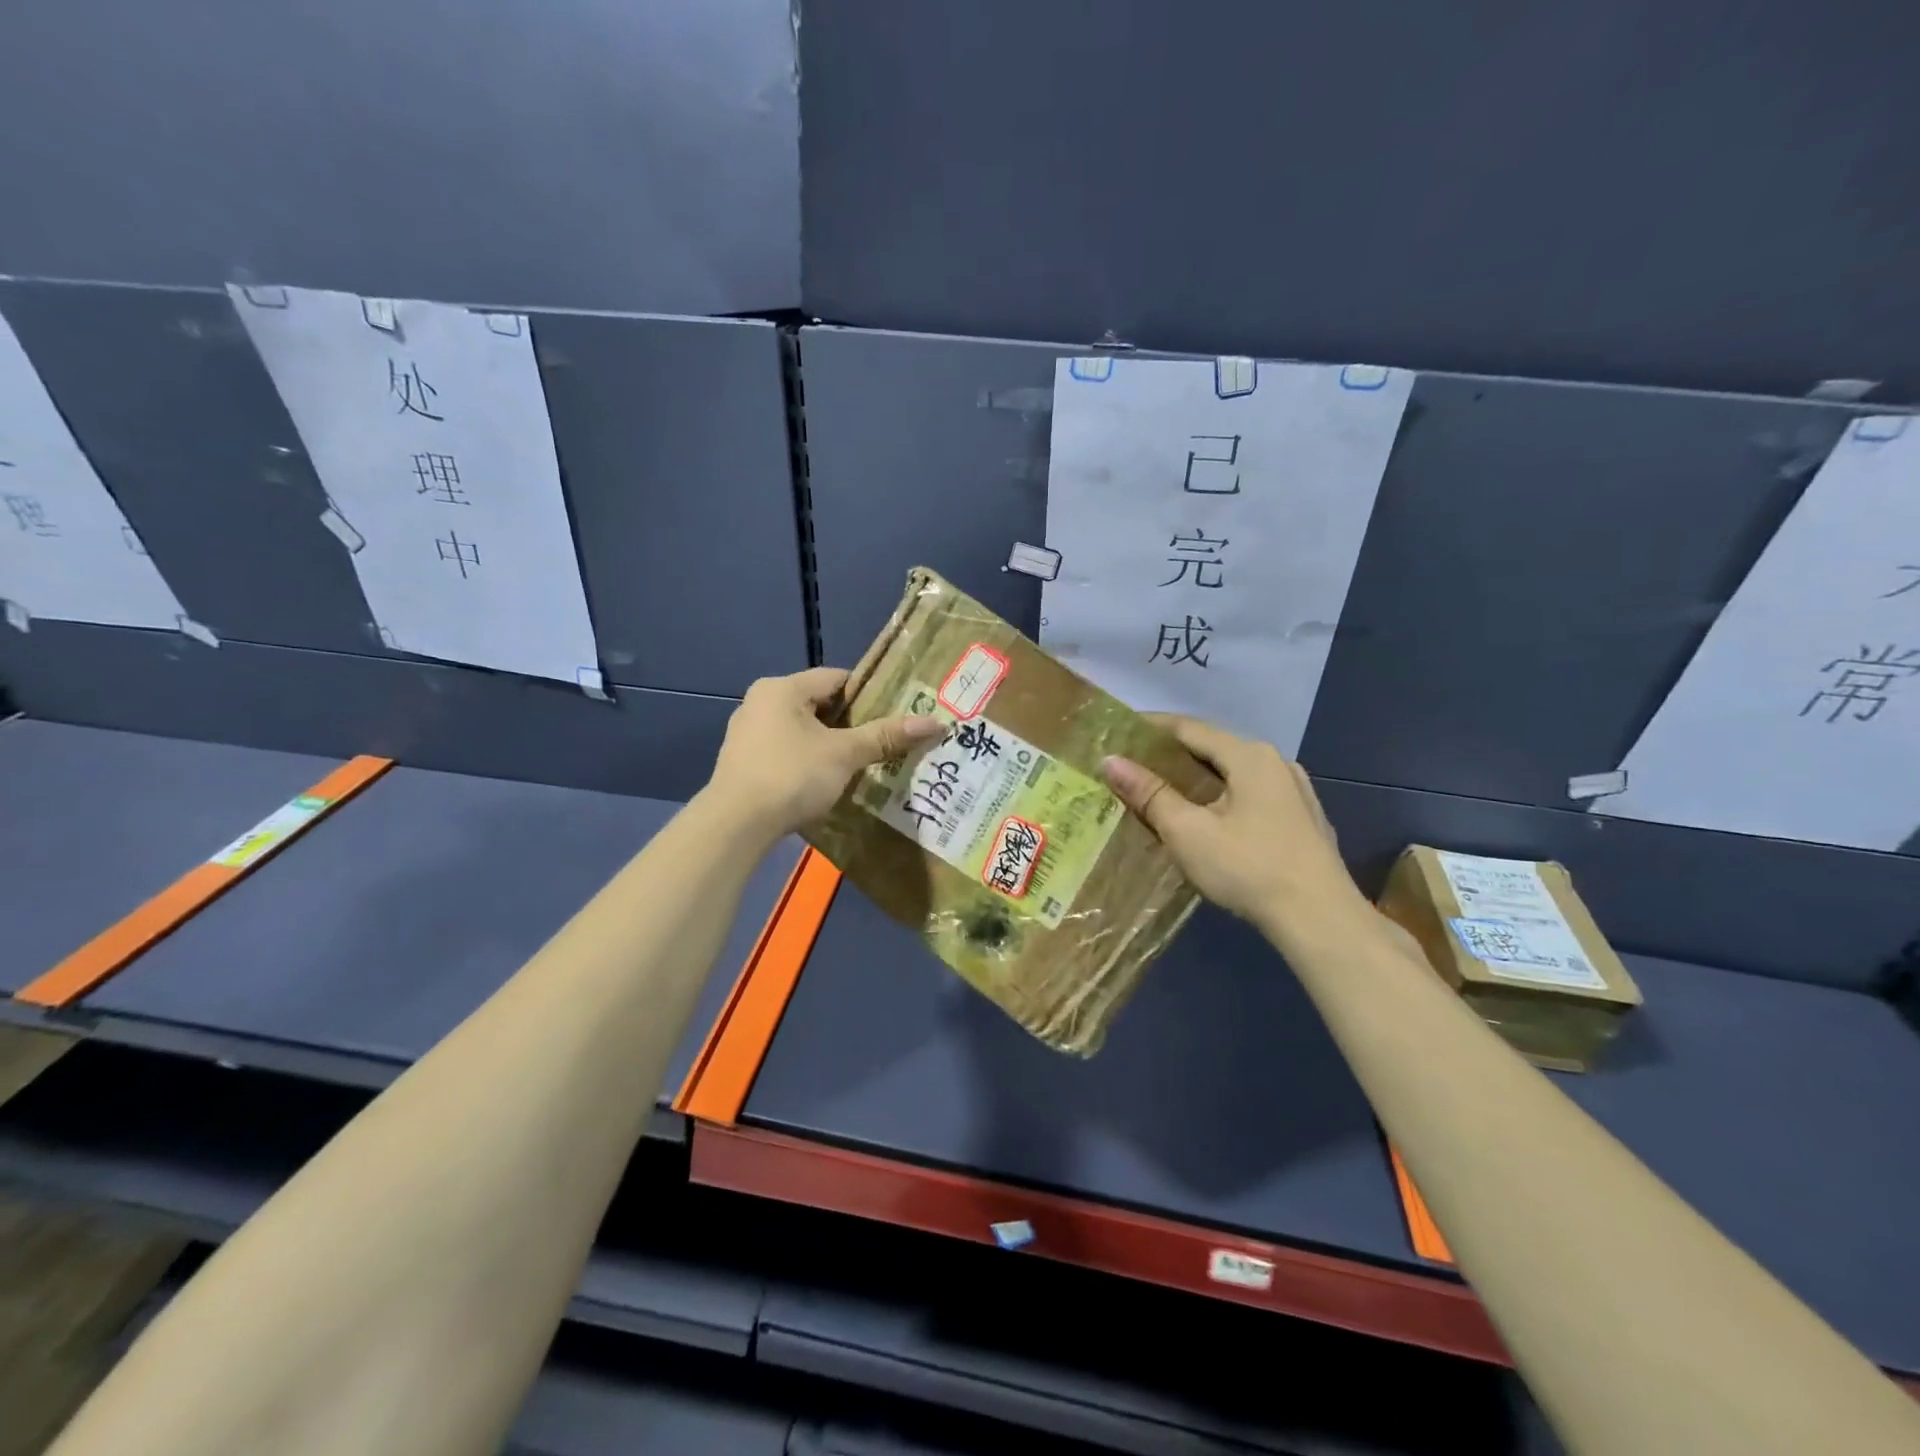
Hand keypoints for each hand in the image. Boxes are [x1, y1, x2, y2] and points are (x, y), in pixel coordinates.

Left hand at [706, 667, 943, 841]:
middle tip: (885, 742)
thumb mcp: (844, 754)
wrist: (735, 826)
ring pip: (802, 731)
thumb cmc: (791, 776)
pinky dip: (808, 763)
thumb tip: (936, 723)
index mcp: (782, 689)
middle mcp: (760, 703)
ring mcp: (747, 735)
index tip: (895, 714)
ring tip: (861, 764)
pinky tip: (826, 783)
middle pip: (819, 705)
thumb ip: (886, 736)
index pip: (836, 678)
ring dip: (830, 746)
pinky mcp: (743, 764)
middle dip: (851, 724)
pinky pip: (786, 753)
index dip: (869, 694)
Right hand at [1100, 716, 1364, 932]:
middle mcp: (1276, 762)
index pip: (1190, 728)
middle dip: (1173, 754)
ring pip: (1235, 772)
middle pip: (1214, 748)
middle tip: (1135, 765)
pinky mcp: (1303, 819)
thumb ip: (1149, 793)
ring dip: (1199, 777)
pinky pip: (1252, 794)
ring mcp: (1295, 791)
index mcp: (1249, 756)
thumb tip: (1110, 760)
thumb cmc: (1248, 868)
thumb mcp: (1187, 831)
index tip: (1119, 731)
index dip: (1151, 728)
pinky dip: (1222, 795)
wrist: (1320, 919)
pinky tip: (1208, 816)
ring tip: (1165, 790)